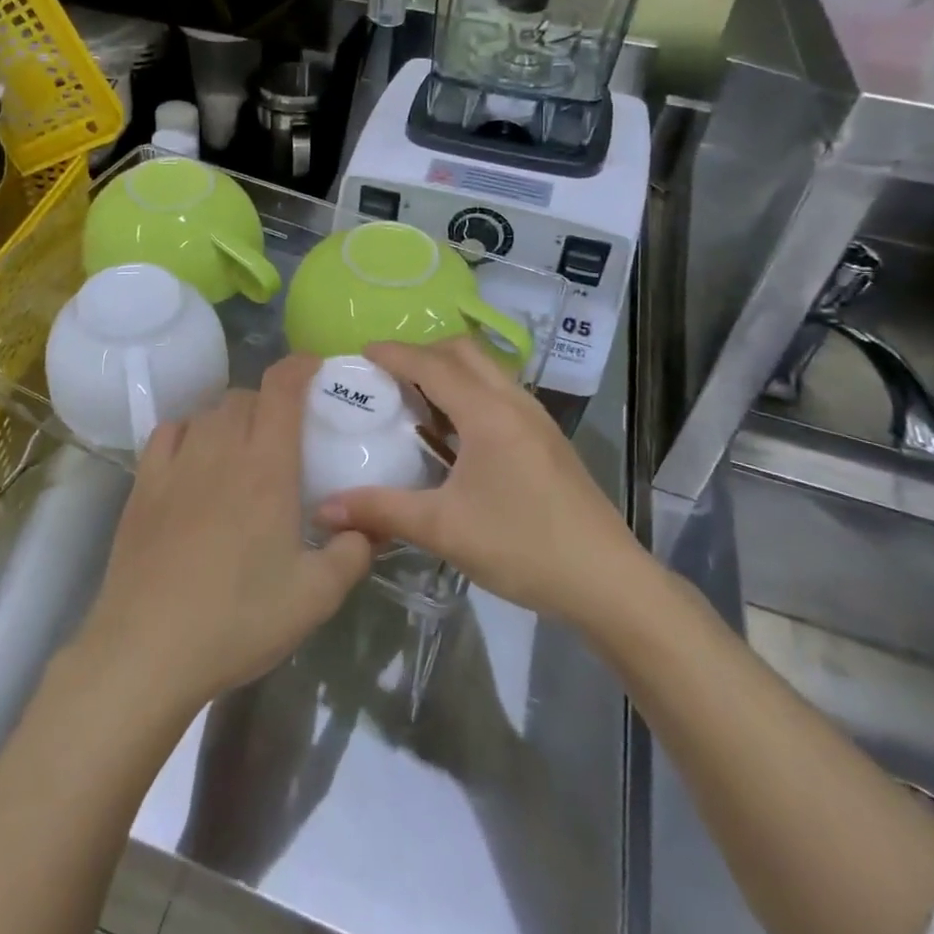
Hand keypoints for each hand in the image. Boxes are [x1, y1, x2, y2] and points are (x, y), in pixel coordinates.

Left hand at [74, 356, 372, 719]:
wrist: (148, 649)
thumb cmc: (238, 619)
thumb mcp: (315, 597)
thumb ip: (353, 553)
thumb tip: (368, 527)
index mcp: (267, 466)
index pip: (282, 389)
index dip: (300, 367)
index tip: (315, 367)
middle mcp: (221, 450)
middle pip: (245, 397)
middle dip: (269, 402)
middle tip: (283, 434)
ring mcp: (177, 463)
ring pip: (208, 411)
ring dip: (231, 417)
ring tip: (241, 448)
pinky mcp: (143, 483)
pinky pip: (169, 431)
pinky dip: (189, 431)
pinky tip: (194, 457)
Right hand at [314, 338, 640, 623]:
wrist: (609, 581)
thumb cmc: (523, 546)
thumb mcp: (444, 529)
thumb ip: (382, 511)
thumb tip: (324, 508)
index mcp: (487, 412)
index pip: (432, 364)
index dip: (394, 354)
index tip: (360, 352)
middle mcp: (513, 402)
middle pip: (464, 352)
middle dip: (423, 353)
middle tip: (387, 375)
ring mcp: (536, 419)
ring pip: (487, 371)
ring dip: (449, 372)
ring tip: (415, 400)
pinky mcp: (547, 439)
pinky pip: (500, 394)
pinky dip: (470, 393)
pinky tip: (455, 434)